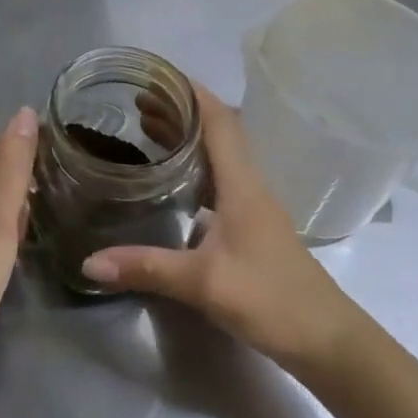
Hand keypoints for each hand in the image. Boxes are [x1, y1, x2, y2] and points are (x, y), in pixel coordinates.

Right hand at [81, 85, 368, 375]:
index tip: (157, 75)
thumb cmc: (271, 300)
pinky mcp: (253, 226)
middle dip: (180, 111)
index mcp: (241, 184)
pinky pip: (219, 179)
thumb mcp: (203, 283)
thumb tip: (89, 262)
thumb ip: (146, 268)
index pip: (219, 121)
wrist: (328, 342)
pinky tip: (172, 180)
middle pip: (217, 132)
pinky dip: (194, 166)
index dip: (191, 93)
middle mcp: (249, 185)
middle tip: (137, 101)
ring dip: (187, 136)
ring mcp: (254, 206)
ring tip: (146, 128)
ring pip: (219, 155)